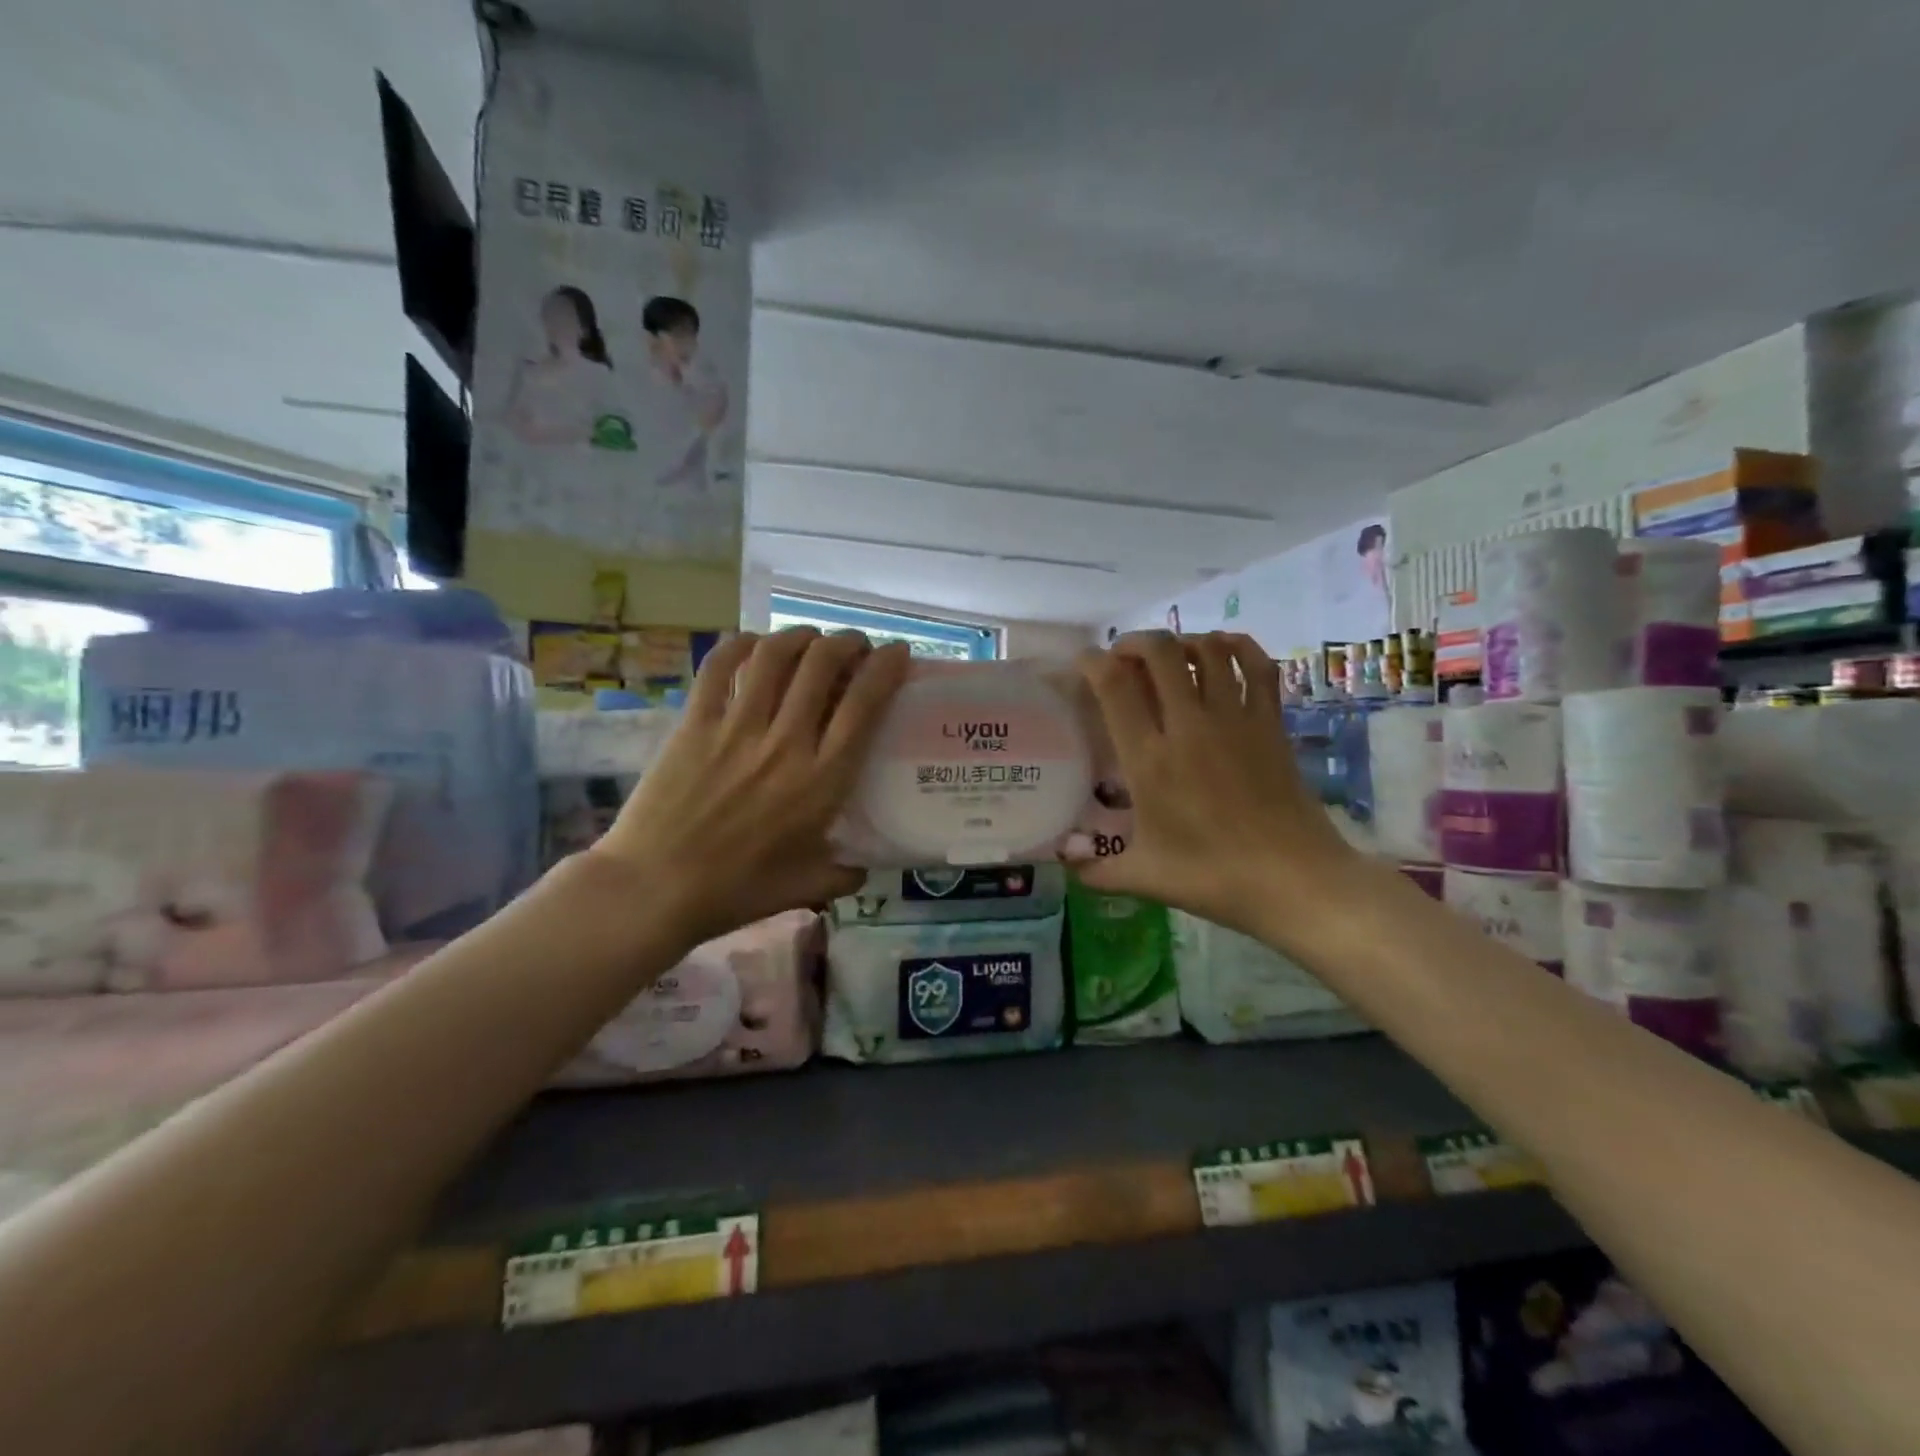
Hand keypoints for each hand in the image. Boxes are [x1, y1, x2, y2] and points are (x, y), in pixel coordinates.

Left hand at [588, 628, 911, 950]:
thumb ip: (844, 874)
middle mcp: (785, 742)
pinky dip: (741, 645)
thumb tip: (863, 868)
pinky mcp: (694, 723)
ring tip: (811, 638)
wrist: (654, 889)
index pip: (864, 705)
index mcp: (821, 779)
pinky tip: (754, 642)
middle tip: (855, 646)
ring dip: (800, 635)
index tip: (897, 654)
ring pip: (775, 655)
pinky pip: (719, 667)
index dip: (886, 667)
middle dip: (847, 643)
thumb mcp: (806, 886)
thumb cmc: (736, 890)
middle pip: (823, 665)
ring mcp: (736, 728)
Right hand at [1071, 631, 1364, 943]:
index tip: (1083, 663)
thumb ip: (1095, 869)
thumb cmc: (1214, 878)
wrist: (1295, 881)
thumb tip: (1064, 860)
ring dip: (1182, 641)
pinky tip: (1222, 649)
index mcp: (1150, 760)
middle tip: (1124, 657)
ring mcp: (1235, 720)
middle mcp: (1189, 727)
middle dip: (1135, 642)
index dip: (1092, 662)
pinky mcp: (1270, 723)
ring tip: (1169, 655)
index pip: (1114, 686)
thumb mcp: (1145, 878)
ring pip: (1208, 650)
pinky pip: (1257, 666)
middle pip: (1160, 652)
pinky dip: (1237, 647)